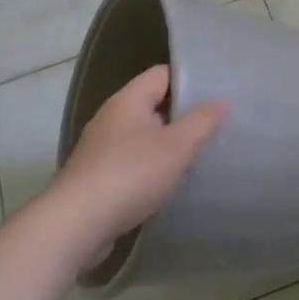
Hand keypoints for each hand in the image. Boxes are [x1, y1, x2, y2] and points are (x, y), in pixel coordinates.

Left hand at [45, 66, 226, 261]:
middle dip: (183, 116)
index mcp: (127, 101)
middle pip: (153, 106)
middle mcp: (111, 119)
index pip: (161, 75)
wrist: (77, 224)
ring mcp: (102, 150)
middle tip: (217, 126)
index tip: (218, 92)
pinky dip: (153, 169)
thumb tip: (221, 101)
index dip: (190, 79)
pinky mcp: (99, 179)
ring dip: (169, 146)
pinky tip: (171, 184)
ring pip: (144, 138)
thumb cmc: (131, 174)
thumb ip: (202, 121)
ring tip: (201, 156)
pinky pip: (133, 164)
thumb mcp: (177, 145)